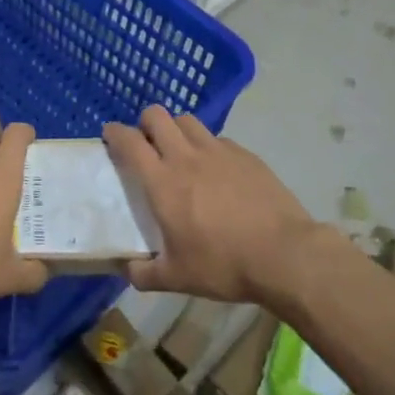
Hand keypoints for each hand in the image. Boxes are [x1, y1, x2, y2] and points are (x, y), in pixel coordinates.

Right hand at [104, 106, 339, 305]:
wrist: (284, 255)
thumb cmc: (223, 264)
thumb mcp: (176, 278)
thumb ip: (145, 273)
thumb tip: (127, 270)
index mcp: (162, 182)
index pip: (130, 141)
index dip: (115, 133)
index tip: (110, 136)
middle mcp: (186, 157)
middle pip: (157, 116)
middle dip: (146, 123)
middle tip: (146, 144)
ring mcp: (219, 152)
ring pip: (188, 120)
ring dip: (176, 129)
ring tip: (179, 151)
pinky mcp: (246, 155)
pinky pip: (218, 139)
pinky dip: (207, 146)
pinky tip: (215, 169)